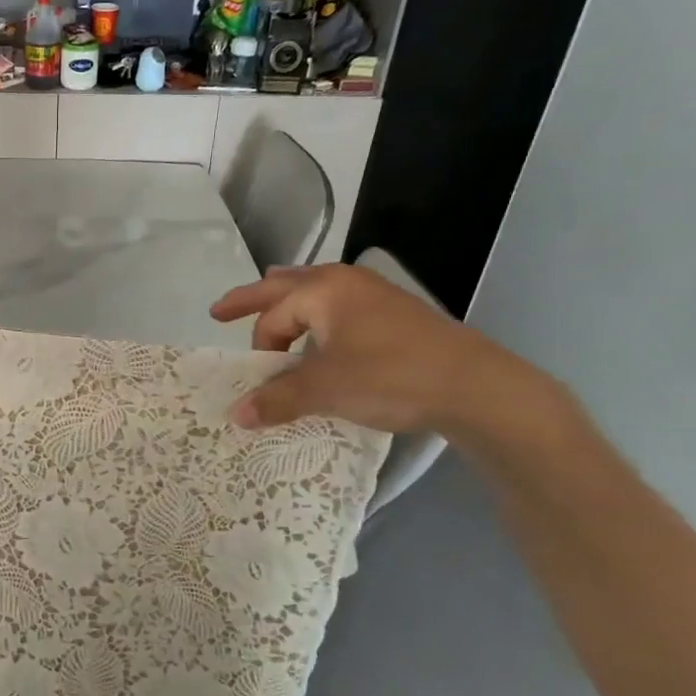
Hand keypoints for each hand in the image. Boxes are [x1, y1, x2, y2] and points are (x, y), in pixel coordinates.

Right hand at [209, 263, 546, 439]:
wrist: (475, 385)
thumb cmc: (390, 377)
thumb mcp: (326, 390)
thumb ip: (278, 399)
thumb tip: (236, 414)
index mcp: (322, 290)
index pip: (272, 316)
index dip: (259, 349)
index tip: (259, 380)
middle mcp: (344, 281)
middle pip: (284, 285)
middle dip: (251, 298)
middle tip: (220, 310)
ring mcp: (373, 293)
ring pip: (315, 289)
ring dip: (288, 299)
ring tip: (270, 301)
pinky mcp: (394, 312)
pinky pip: (338, 304)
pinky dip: (317, 313)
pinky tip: (322, 331)